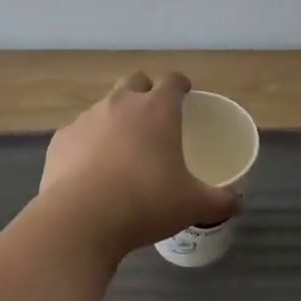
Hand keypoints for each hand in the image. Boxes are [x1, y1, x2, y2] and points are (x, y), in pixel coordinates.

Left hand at [36, 72, 239, 259]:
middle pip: (135, 80)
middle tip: (153, 117)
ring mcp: (87, 118)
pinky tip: (90, 169)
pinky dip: (87, 143)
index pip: (173, 80)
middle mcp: (121, 103)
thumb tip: (239, 201)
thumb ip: (220, 200)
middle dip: (145, 91)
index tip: (185, 95)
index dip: (180, 85)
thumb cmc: (146, 203)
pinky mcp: (61, 138)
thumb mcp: (193, 205)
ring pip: (104, 105)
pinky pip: (79, 133)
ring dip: (115, 118)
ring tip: (121, 149)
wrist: (81, 220)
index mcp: (158, 110)